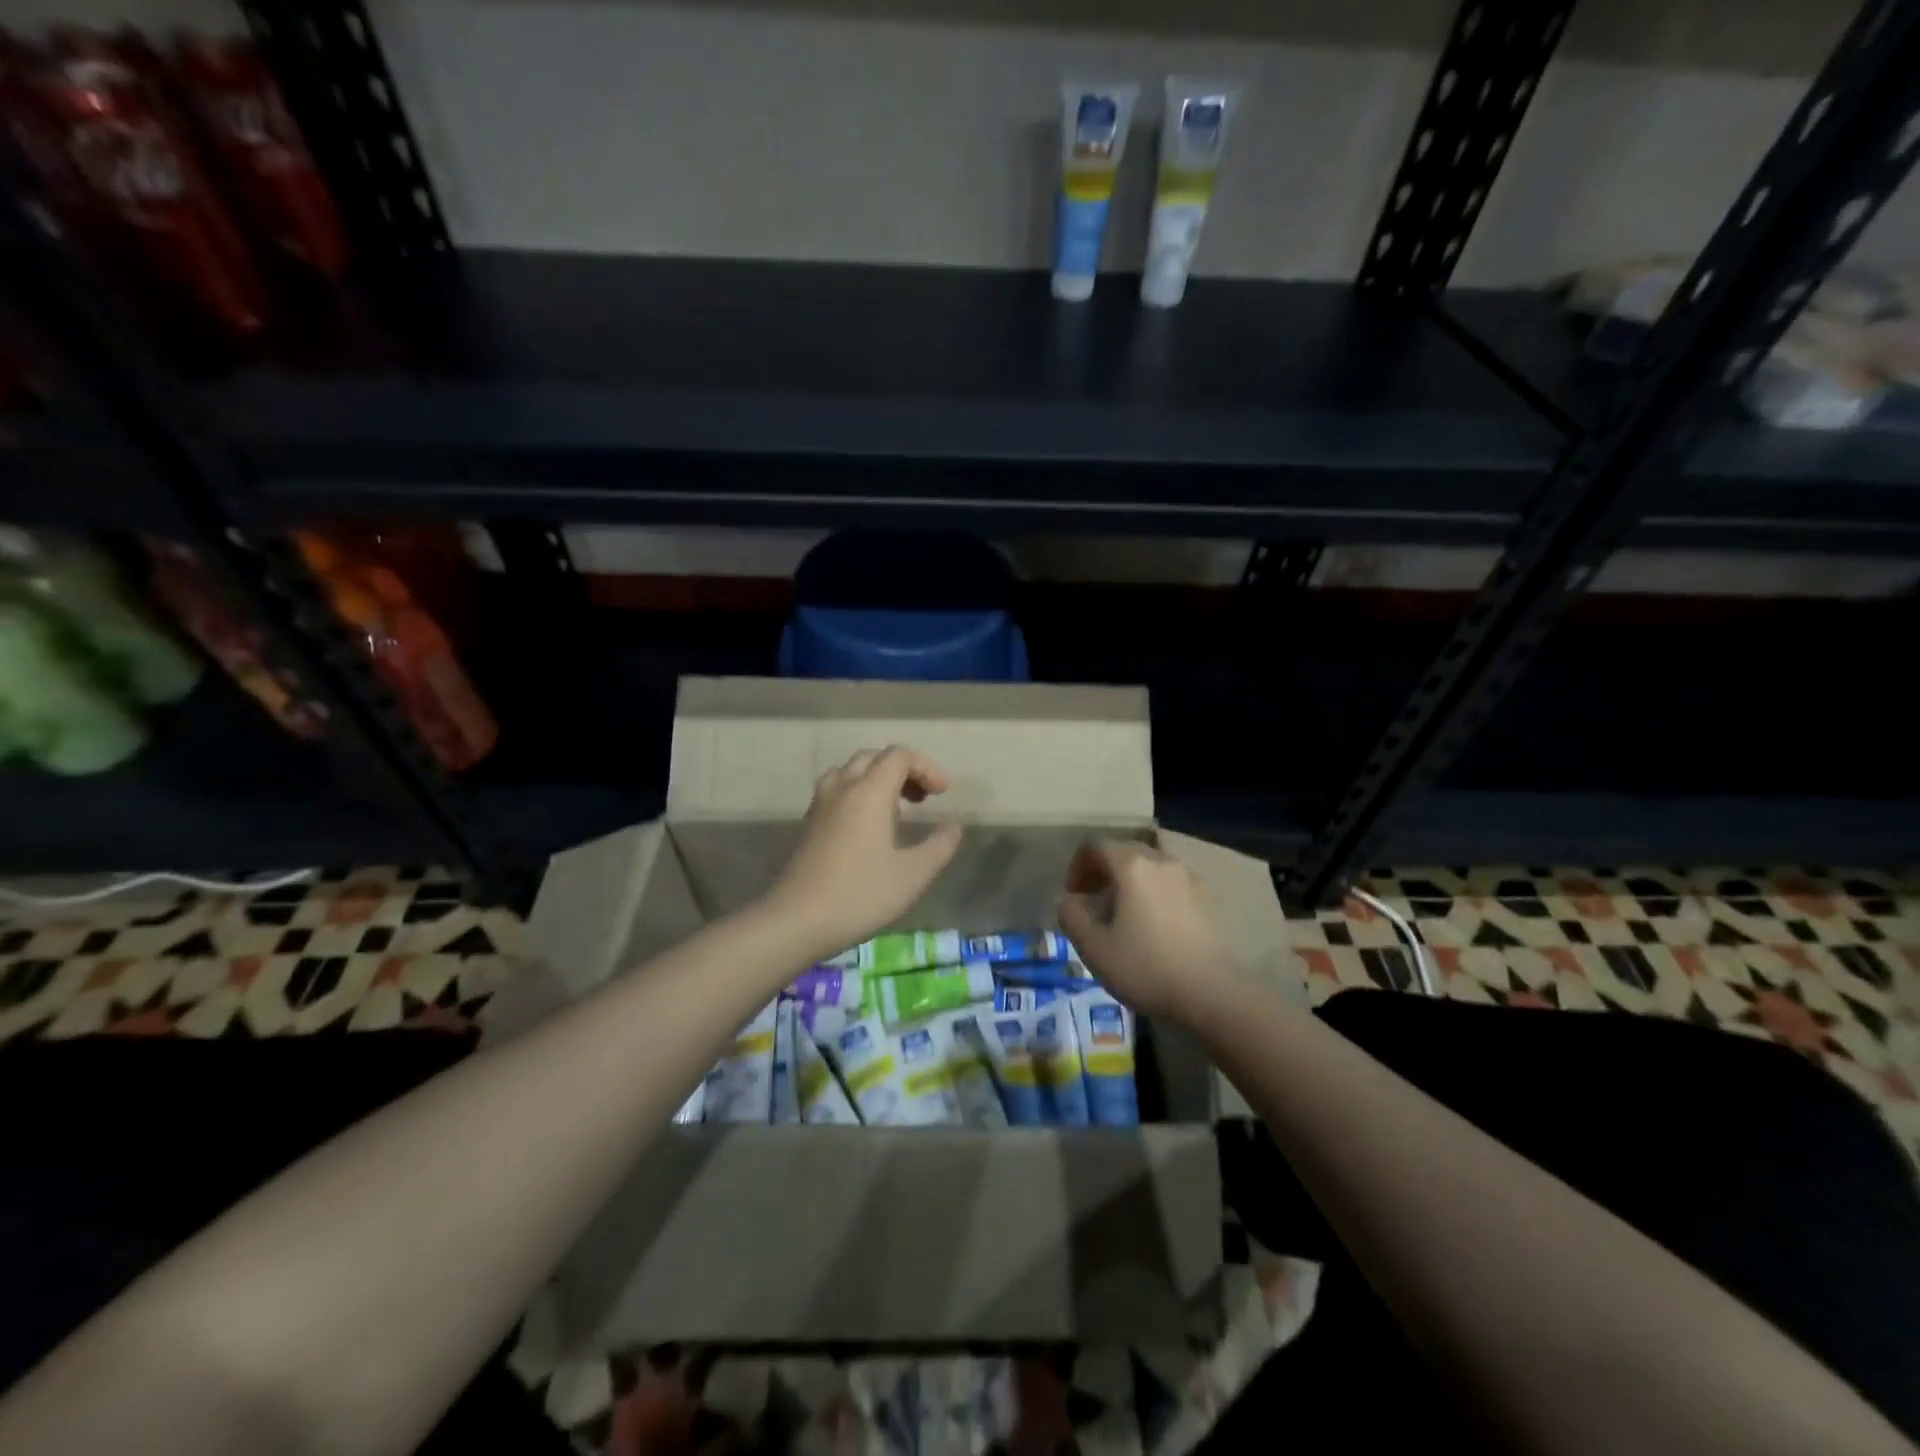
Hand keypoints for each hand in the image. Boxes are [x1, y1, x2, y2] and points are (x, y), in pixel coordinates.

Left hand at [763, 746, 963, 962]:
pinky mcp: (808, 824)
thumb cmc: (860, 894)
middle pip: (874, 758)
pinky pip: (837, 790)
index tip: (943, 794)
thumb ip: (939, 846)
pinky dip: (858, 794)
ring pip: (851, 772)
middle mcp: (842, 788)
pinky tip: (867, 827)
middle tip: (923, 799)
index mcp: (869, 791)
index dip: (927, 767)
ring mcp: (820, 804)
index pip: (899, 755)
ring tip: (896, 809)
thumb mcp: (913, 875)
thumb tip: (954, 827)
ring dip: (877, 779)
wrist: (796, 920)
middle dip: (904, 770)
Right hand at [1058, 839, 1236, 1023]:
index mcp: (1132, 866)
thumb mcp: (1094, 947)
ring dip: (1129, 882)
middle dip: (1103, 872)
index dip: (1077, 867)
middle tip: (1092, 903)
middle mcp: (1161, 861)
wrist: (1211, 993)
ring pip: (1149, 867)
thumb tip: (1070, 901)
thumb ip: (1071, 916)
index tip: (1073, 896)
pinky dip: (1152, 892)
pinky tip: (1151, 926)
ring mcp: (1188, 878)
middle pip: (1124, 852)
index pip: (1095, 847)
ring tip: (1122, 915)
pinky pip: (1169, 883)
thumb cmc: (1146, 967)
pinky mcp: (1205, 899)